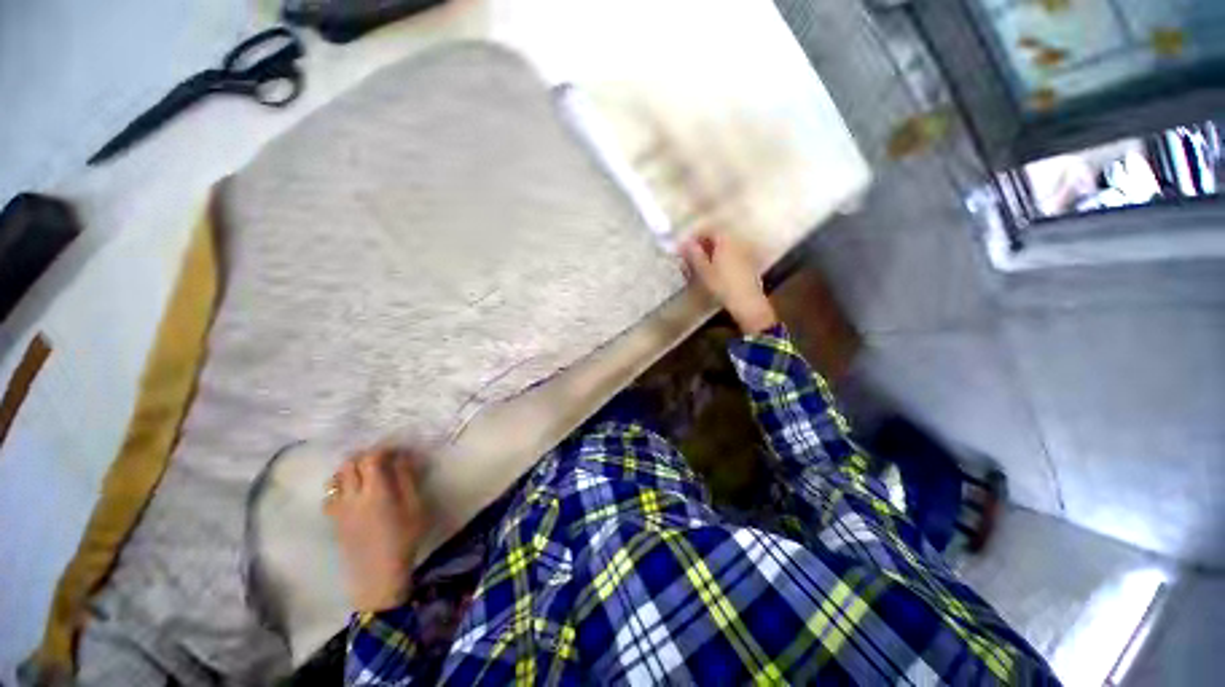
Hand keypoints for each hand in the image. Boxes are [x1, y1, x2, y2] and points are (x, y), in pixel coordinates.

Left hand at [324, 448, 429, 612]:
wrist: (378, 575)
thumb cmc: (404, 539)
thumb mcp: (415, 507)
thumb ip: (407, 479)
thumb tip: (403, 457)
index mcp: (375, 492)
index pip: (371, 458)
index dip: (383, 449)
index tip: (397, 449)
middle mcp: (352, 497)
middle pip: (349, 464)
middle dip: (365, 455)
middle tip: (383, 459)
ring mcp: (339, 509)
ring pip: (336, 478)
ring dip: (350, 469)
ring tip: (366, 473)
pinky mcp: (334, 520)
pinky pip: (330, 495)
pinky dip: (340, 486)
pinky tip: (353, 493)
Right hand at [680, 231, 777, 334]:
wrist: (747, 302)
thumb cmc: (722, 285)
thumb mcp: (703, 270)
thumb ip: (693, 254)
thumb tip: (684, 243)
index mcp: (726, 240)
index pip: (708, 229)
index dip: (694, 235)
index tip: (683, 245)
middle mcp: (737, 242)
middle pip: (717, 237)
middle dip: (702, 243)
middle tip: (689, 255)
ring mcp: (744, 252)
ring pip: (723, 246)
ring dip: (710, 251)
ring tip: (698, 264)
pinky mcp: (747, 263)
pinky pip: (730, 254)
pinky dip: (719, 258)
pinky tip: (712, 270)